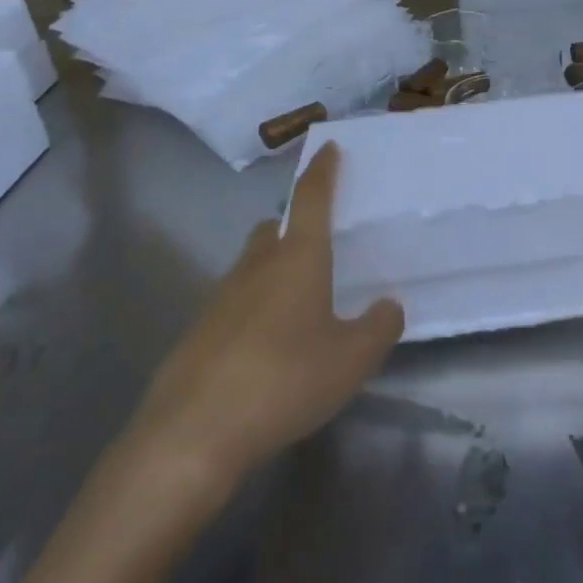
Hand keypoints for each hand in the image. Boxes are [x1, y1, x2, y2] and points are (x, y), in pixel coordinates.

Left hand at [123, 144, 403, 489]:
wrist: (193, 435)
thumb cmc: (285, 380)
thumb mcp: (351, 360)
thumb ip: (378, 327)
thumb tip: (389, 305)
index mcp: (297, 258)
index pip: (311, 198)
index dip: (322, 171)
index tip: (328, 147)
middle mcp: (256, 266)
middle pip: (273, 228)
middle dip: (293, 225)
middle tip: (318, 243)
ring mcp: (220, 298)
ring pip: (251, 266)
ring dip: (273, 270)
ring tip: (299, 302)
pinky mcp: (198, 333)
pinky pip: (234, 304)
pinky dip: (254, 309)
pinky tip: (268, 346)